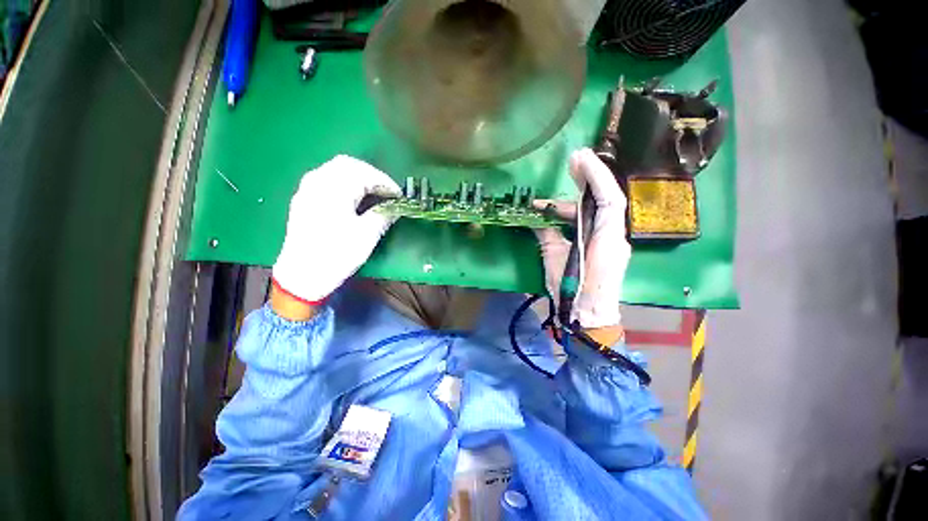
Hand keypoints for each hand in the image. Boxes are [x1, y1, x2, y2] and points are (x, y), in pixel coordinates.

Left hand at [273, 155, 400, 303]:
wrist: (302, 275)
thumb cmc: (337, 254)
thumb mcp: (367, 235)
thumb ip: (384, 215)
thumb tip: (396, 207)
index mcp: (334, 189)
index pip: (365, 174)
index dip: (386, 182)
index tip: (399, 195)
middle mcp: (317, 182)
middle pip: (347, 164)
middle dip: (371, 175)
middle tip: (386, 191)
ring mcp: (307, 189)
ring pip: (335, 170)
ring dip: (357, 177)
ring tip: (373, 193)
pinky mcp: (303, 199)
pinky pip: (326, 179)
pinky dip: (344, 182)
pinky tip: (352, 197)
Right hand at [534, 148, 631, 332]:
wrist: (589, 317)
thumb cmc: (572, 291)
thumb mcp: (554, 260)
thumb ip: (547, 235)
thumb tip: (536, 218)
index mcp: (607, 238)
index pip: (608, 198)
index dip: (595, 175)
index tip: (578, 158)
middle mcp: (614, 235)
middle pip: (604, 200)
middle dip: (588, 178)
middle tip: (571, 162)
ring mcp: (611, 242)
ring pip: (594, 213)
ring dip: (571, 205)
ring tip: (544, 204)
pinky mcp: (604, 248)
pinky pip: (590, 225)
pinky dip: (573, 219)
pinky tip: (555, 216)